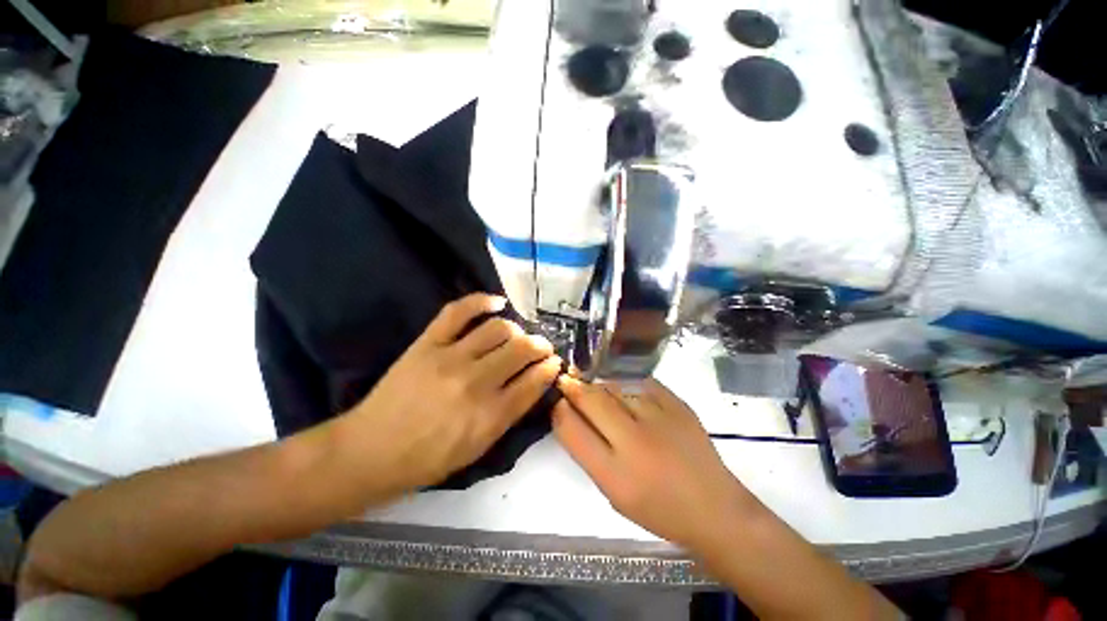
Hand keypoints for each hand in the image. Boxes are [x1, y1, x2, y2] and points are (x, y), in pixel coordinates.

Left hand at [338, 293, 560, 494]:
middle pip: (522, 350)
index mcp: (491, 415)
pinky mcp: (428, 343)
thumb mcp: (479, 448)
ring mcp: (451, 358)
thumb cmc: (430, 458)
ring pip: (498, 329)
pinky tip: (497, 303)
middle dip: (540, 346)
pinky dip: (481, 301)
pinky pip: (458, 311)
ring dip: (517, 330)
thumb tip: (535, 382)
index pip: (534, 381)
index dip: (550, 368)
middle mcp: (476, 382)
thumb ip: (510, 414)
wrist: (372, 451)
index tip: (554, 362)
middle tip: (541, 347)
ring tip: (518, 335)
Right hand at [553, 377, 757, 549]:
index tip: (557, 401)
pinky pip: (640, 384)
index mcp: (613, 474)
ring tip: (600, 393)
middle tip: (568, 381)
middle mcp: (634, 441)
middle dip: (573, 386)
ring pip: (614, 388)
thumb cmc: (658, 509)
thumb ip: (589, 452)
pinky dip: (629, 388)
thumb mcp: (613, 492)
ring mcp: (659, 418)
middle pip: (590, 399)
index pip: (571, 428)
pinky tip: (630, 397)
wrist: (714, 508)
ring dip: (601, 388)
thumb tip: (572, 415)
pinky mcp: (677, 405)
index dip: (559, 409)